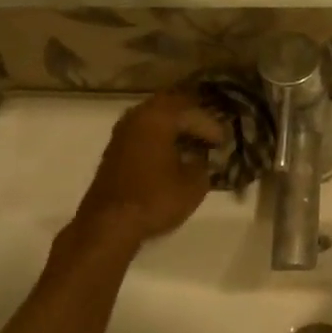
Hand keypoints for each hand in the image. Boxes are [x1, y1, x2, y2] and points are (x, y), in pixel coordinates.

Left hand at [74, 90, 227, 246]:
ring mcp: (122, 132)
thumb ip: (204, 163)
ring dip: (174, 128)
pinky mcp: (114, 150)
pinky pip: (143, 133)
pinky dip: (160, 138)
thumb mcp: (194, 184)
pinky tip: (172, 154)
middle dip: (192, 118)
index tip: (223, 141)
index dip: (211, 126)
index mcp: (158, 117)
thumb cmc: (155, 199)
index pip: (191, 112)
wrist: (108, 225)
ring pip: (154, 119)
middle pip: (171, 107)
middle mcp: (137, 116)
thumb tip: (203, 157)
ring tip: (193, 143)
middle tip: (209, 133)